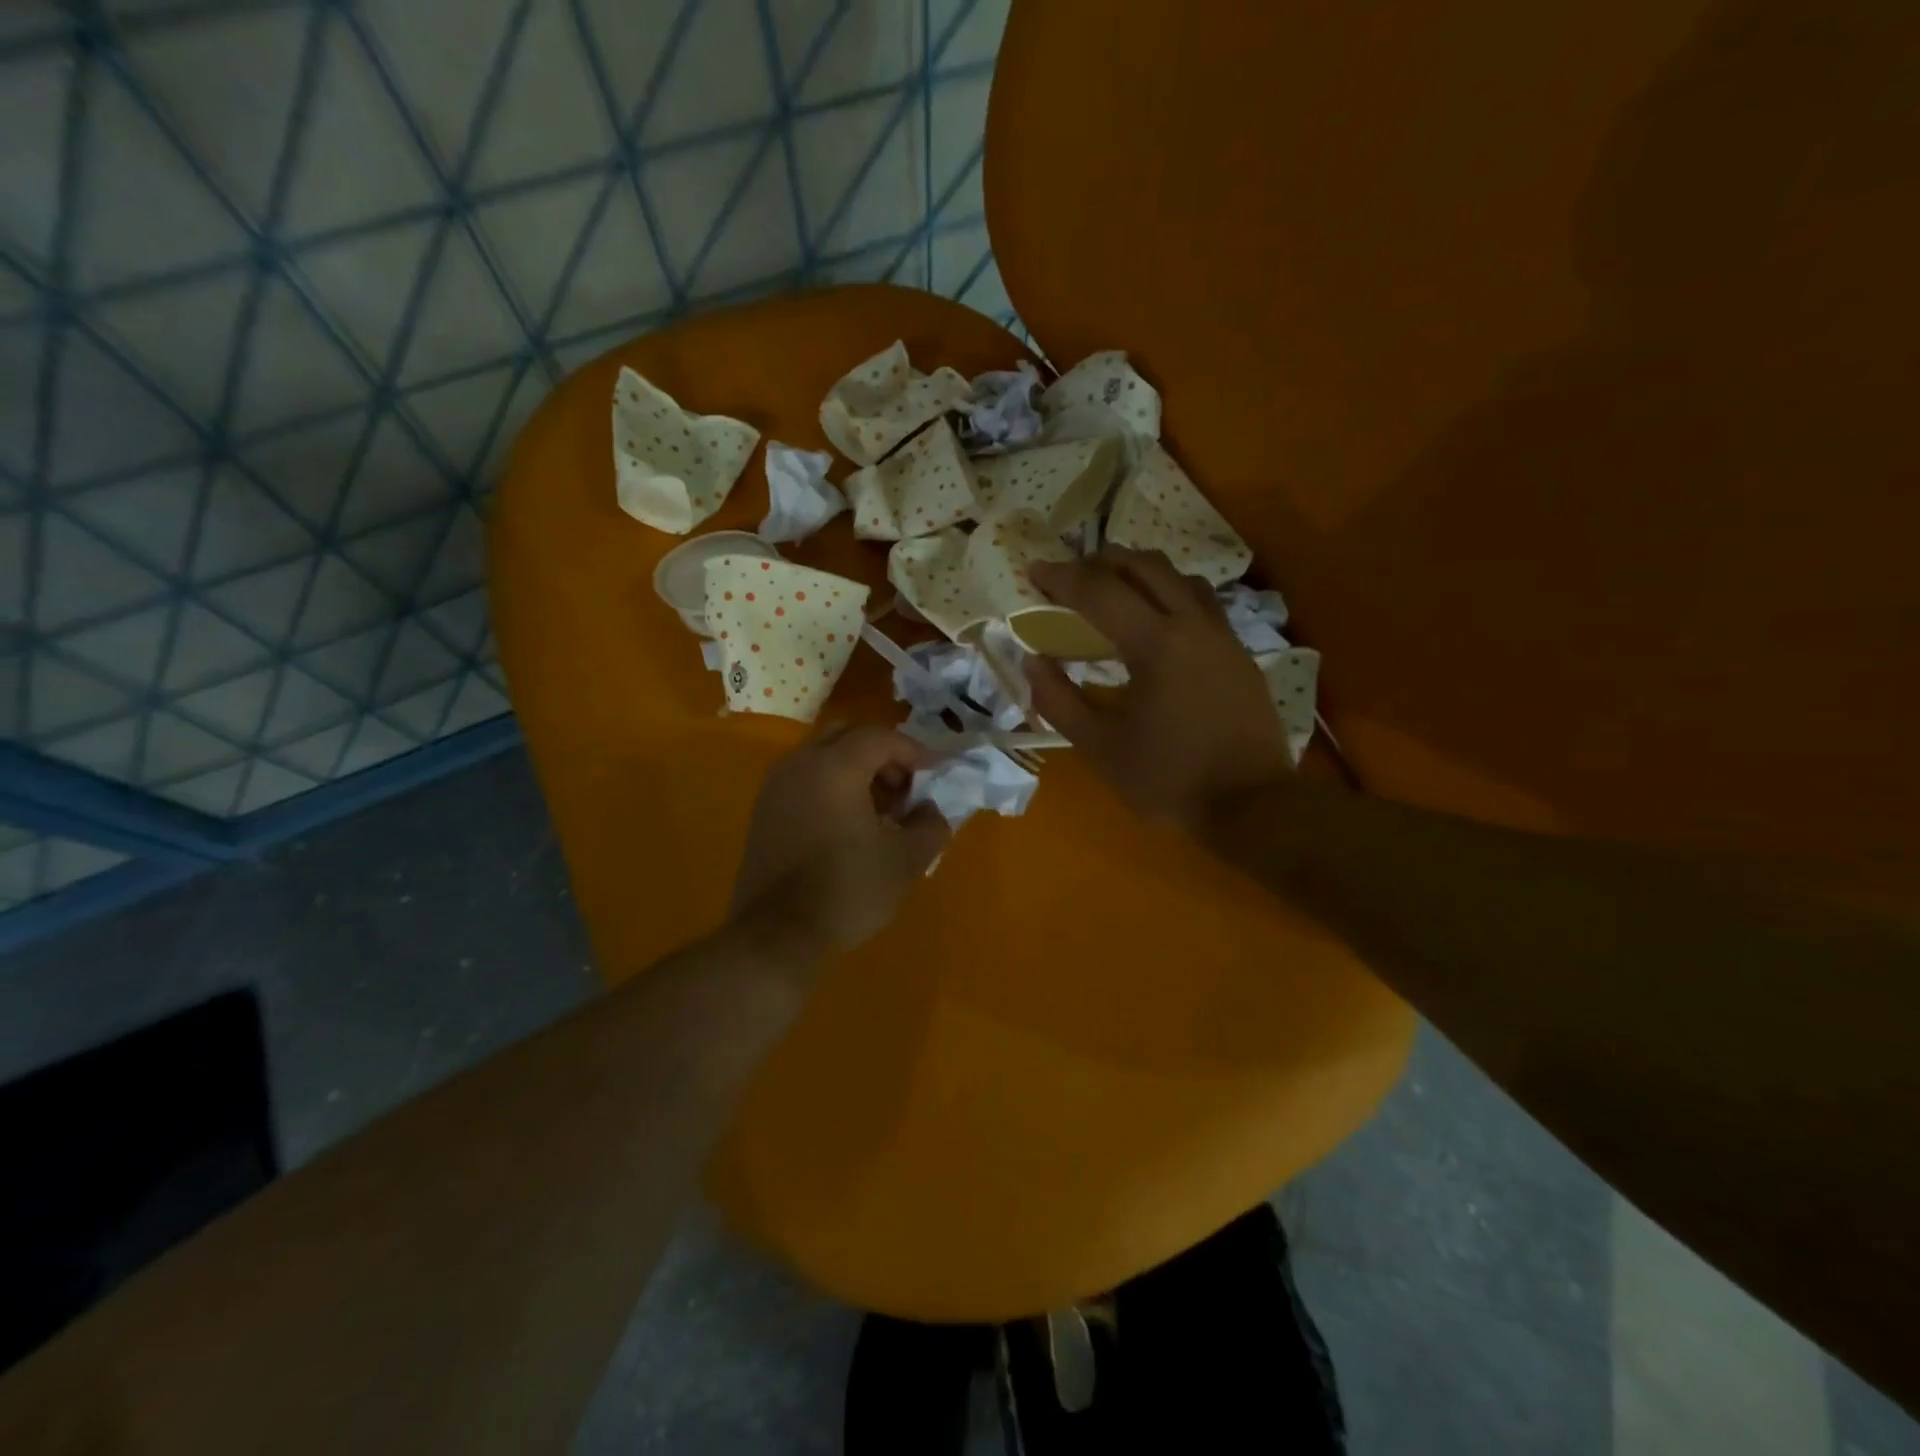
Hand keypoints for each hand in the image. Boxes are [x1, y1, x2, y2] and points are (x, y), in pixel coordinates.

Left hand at [730, 723, 951, 959]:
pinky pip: (805, 781)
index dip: (916, 751)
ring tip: (881, 811)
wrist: (776, 934)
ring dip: (856, 771)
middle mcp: (800, 764)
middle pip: (847, 737)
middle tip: (906, 788)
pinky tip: (849, 827)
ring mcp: (775, 787)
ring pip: (822, 757)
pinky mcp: (764, 813)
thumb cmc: (847, 890)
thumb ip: (930, 824)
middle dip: (882, 755)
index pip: (881, 737)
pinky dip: (832, 788)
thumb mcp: (906, 860)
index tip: (938, 773)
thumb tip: (930, 810)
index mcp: (834, 766)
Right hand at [1025, 548, 1290, 826]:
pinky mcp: (1238, 650)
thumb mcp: (1100, 748)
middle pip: (1143, 565)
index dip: (1061, 577)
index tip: (1033, 570)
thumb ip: (1059, 701)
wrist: (1252, 805)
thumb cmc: (1169, 779)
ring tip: (1110, 589)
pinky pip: (1199, 600)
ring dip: (1137, 571)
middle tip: (1069, 577)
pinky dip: (1167, 592)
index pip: (1099, 591)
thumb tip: (1032, 661)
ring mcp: (1222, 634)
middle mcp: (1193, 623)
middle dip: (1099, 562)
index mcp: (1156, 644)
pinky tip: (1154, 620)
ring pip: (1177, 576)